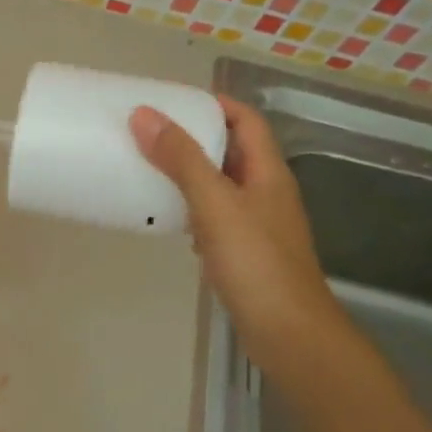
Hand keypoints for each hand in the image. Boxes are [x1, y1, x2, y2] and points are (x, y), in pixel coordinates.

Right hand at [130, 96, 343, 358]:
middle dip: (196, 138)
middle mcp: (266, 193)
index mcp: (268, 172)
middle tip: (152, 134)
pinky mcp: (245, 254)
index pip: (246, 121)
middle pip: (233, 152)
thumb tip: (145, 115)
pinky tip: (170, 221)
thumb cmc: (255, 262)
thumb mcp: (215, 204)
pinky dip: (192, 211)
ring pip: (222, 187)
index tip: (174, 101)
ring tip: (152, 170)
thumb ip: (182, 160)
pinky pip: (216, 219)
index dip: (216, 104)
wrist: (286, 331)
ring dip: (191, 175)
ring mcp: (257, 226)